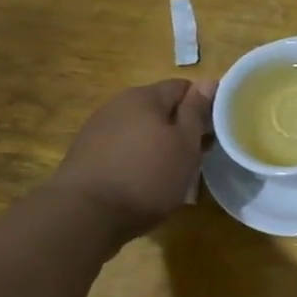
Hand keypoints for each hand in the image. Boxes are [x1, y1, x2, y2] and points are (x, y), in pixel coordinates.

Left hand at [49, 79, 215, 230]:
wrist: (83, 215)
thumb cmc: (146, 176)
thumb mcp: (184, 144)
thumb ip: (196, 111)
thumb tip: (208, 81)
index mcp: (144, 96)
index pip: (184, 87)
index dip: (203, 106)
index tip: (213, 132)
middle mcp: (118, 105)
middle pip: (160, 109)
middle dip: (180, 129)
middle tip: (196, 157)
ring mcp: (97, 130)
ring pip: (141, 131)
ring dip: (159, 146)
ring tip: (170, 174)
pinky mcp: (85, 155)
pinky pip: (123, 149)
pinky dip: (137, 160)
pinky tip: (142, 183)